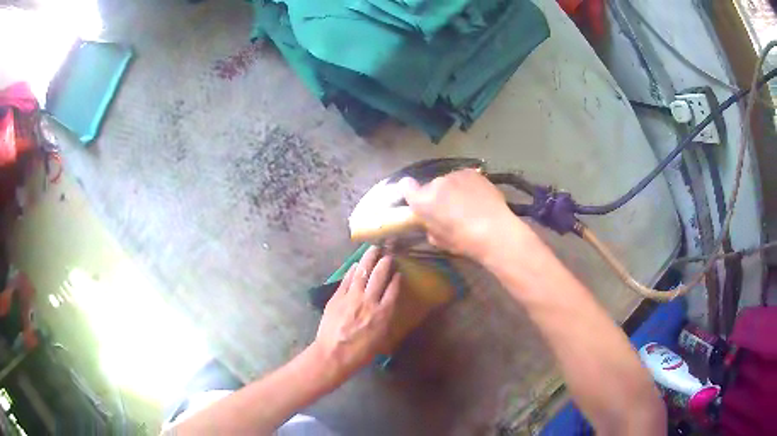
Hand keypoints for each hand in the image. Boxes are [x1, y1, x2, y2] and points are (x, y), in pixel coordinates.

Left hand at [314, 246, 399, 381]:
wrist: (333, 354)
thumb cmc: (360, 352)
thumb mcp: (381, 339)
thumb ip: (385, 320)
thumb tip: (386, 307)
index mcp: (383, 313)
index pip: (393, 289)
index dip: (396, 278)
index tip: (398, 272)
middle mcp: (369, 301)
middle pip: (379, 276)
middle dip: (385, 262)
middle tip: (387, 254)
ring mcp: (352, 297)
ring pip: (362, 272)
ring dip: (369, 259)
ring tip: (373, 249)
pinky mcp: (337, 297)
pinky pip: (347, 279)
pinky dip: (352, 270)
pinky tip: (355, 264)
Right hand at [401, 169, 535, 261]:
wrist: (494, 231)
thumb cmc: (463, 241)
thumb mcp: (439, 241)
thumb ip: (429, 227)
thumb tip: (431, 222)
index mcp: (423, 202)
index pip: (407, 187)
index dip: (410, 191)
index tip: (416, 198)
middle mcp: (436, 183)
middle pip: (432, 187)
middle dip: (438, 196)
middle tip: (449, 210)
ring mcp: (455, 175)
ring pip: (449, 181)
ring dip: (453, 190)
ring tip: (467, 204)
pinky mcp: (472, 173)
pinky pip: (464, 178)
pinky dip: (467, 185)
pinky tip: (478, 197)